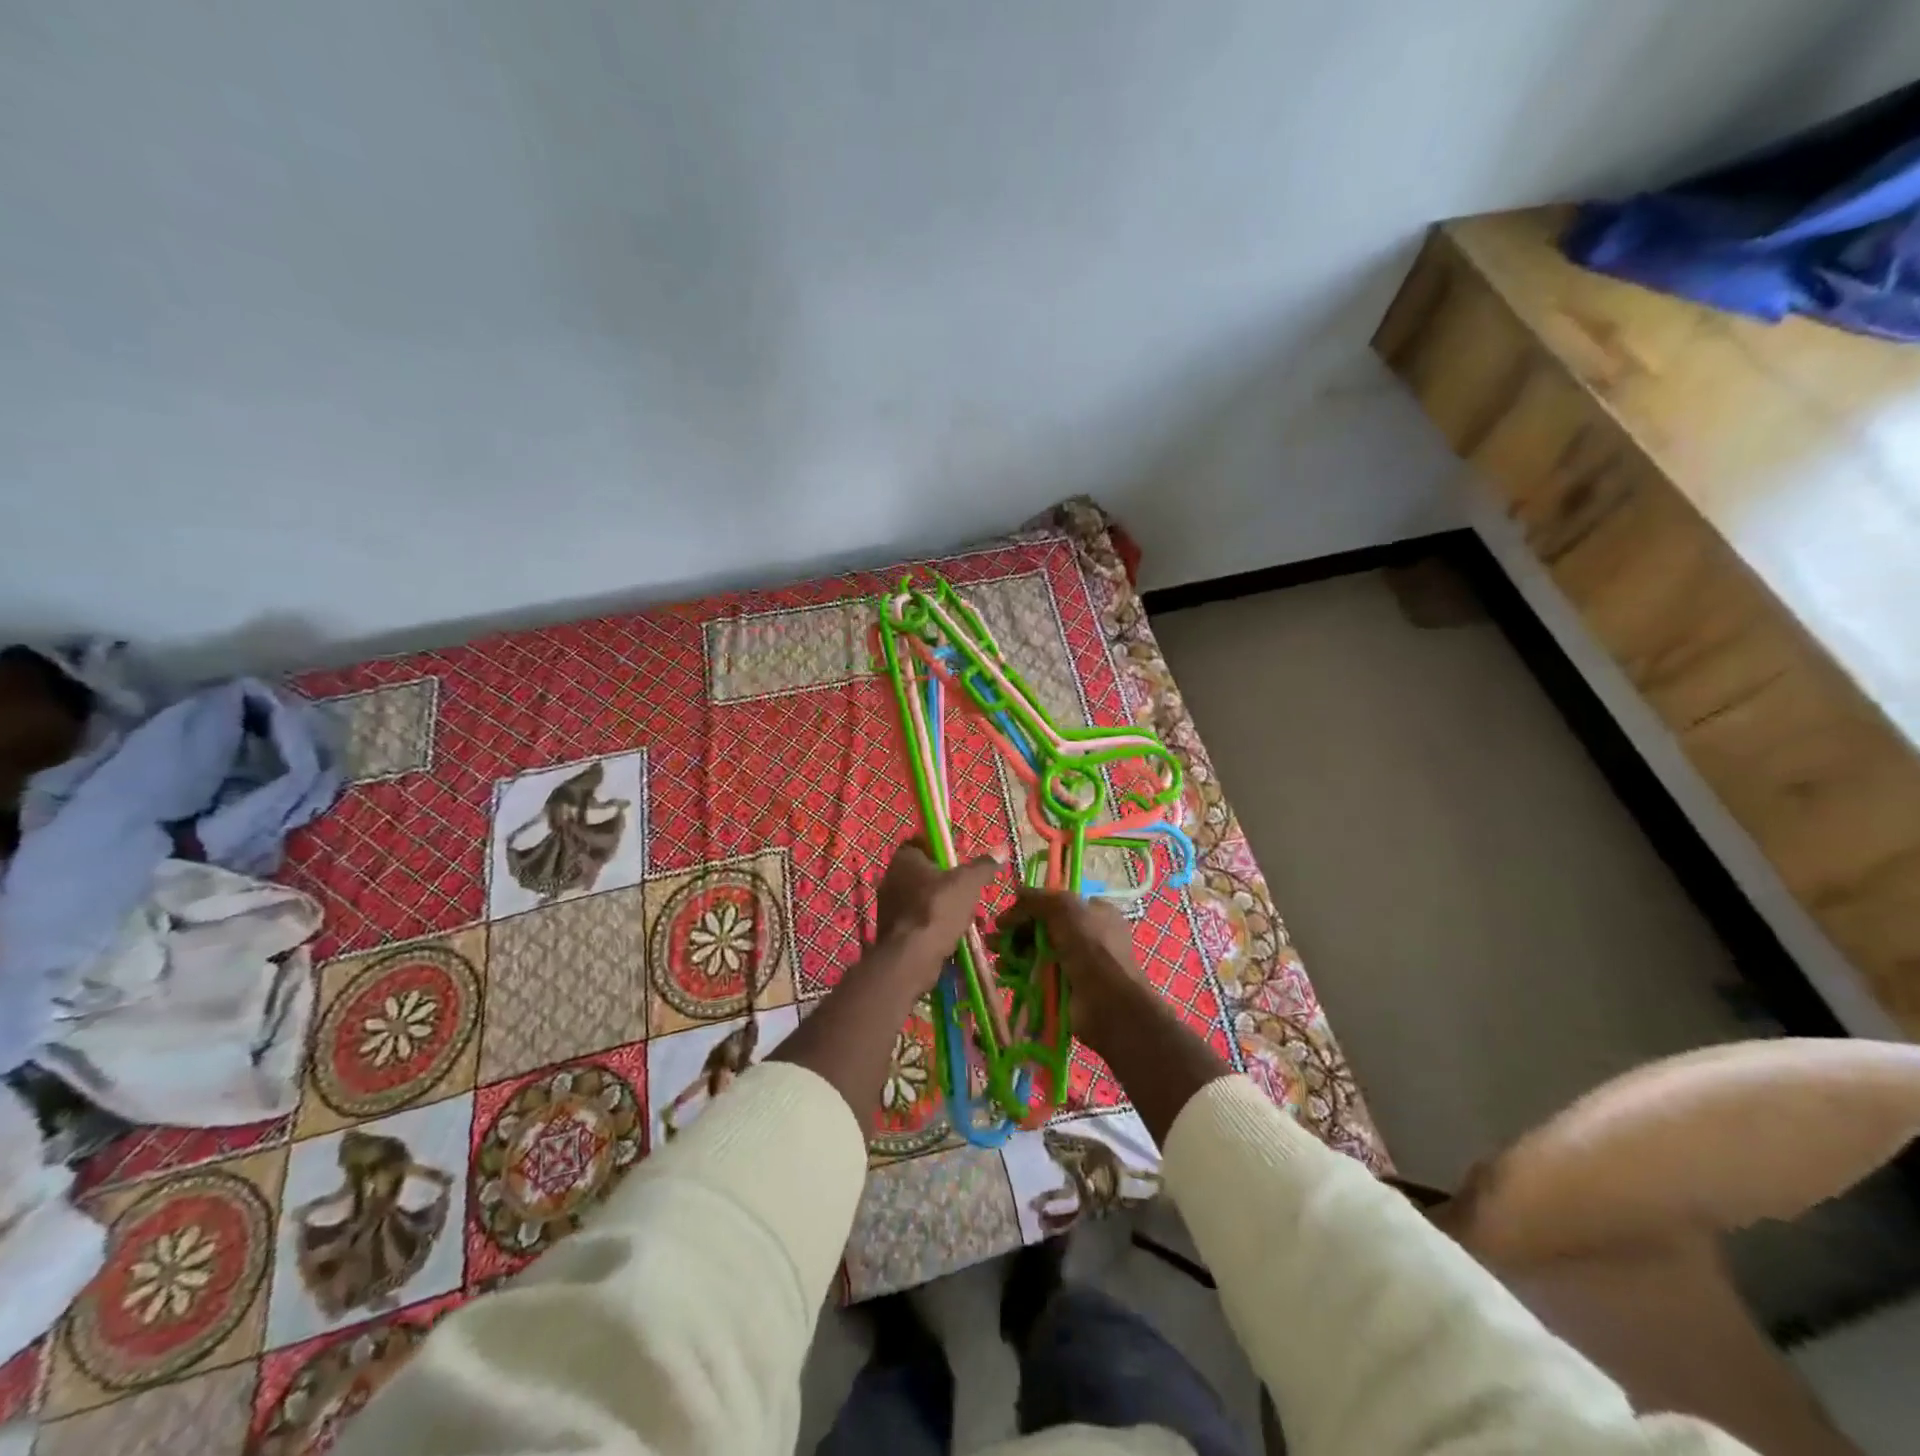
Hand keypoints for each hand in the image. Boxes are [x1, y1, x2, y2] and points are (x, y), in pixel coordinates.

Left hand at [874, 839, 1004, 970]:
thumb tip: (1001, 850)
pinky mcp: (892, 931)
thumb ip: (983, 866)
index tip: (962, 864)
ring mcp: (889, 906)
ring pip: (925, 901)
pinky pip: (919, 922)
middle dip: (950, 886)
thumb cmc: (938, 908)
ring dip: (946, 909)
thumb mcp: (968, 883)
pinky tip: (954, 938)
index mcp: (904, 858)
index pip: (923, 844)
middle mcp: (891, 878)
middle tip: (970, 895)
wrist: (911, 956)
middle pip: (926, 875)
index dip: (943, 852)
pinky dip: (936, 927)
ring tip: (969, 921)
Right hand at [995, 888, 1149, 1057]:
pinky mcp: (1064, 989)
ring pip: (1037, 952)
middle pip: (1043, 928)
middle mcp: (1087, 936)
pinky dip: (1019, 972)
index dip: (1030, 907)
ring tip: (996, 955)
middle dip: (1016, 931)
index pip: (1055, 904)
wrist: (1108, 1003)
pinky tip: (1005, 971)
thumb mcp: (1064, 908)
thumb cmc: (1090, 947)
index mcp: (1094, 912)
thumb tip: (1017, 892)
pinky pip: (1037, 975)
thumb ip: (1038, 899)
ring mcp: (1076, 964)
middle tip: (994, 937)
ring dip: (1013, 951)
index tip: (1007, 915)